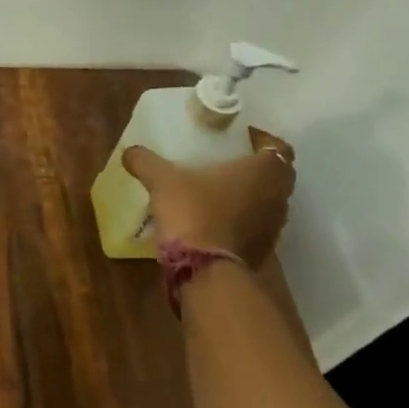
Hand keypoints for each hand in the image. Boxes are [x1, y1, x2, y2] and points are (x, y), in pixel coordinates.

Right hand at [122, 127, 295, 265]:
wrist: (205, 269)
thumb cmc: (192, 211)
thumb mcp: (162, 180)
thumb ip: (146, 162)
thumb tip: (129, 151)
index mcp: (264, 170)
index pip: (278, 146)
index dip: (262, 139)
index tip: (241, 139)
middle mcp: (279, 196)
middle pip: (277, 174)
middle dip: (256, 167)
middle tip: (228, 163)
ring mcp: (275, 226)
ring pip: (269, 202)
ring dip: (252, 195)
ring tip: (220, 193)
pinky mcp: (264, 250)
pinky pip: (258, 227)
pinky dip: (244, 220)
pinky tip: (217, 221)